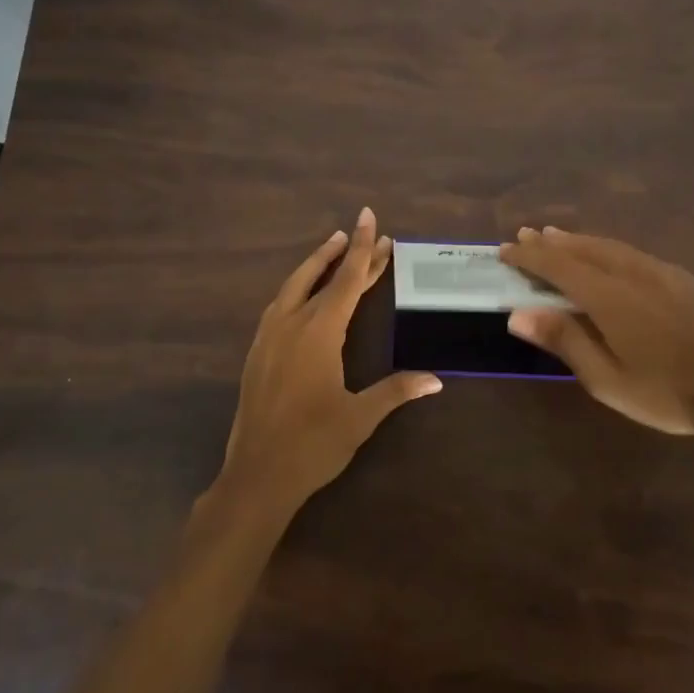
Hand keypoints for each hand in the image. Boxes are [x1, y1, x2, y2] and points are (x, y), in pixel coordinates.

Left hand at [215, 208, 442, 515]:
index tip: (370, 218)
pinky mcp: (257, 352)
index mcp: (320, 331)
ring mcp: (269, 336)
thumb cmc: (313, 444)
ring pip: (294, 286)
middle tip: (361, 229)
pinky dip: (298, 287)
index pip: (348, 279)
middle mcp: (292, 323)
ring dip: (316, 265)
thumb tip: (435, 379)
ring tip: (334, 248)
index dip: (364, 249)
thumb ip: (395, 391)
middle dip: (343, 251)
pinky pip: (280, 304)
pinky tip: (303, 295)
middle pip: (320, 275)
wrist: (257, 474)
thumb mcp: (360, 417)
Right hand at [500, 226, 693, 447]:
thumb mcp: (607, 379)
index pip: (558, 265)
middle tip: (525, 235)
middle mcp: (632, 273)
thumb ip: (564, 340)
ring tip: (556, 237)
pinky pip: (632, 253)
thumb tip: (517, 314)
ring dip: (578, 241)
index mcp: (609, 296)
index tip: (505, 250)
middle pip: (582, 249)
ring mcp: (661, 273)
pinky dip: (606, 248)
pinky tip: (606, 255)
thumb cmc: (668, 394)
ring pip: (609, 246)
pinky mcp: (682, 280)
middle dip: (550, 243)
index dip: (529, 257)